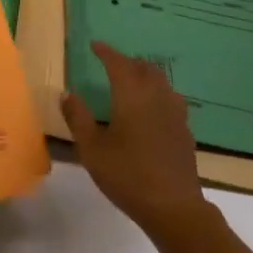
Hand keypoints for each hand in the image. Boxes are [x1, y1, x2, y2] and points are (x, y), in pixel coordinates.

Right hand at [62, 41, 216, 238]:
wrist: (174, 207)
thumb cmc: (127, 175)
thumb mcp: (92, 149)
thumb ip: (78, 118)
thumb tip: (67, 93)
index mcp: (132, 95)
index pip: (118, 63)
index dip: (106, 52)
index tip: (95, 45)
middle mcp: (156, 96)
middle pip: (144, 68)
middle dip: (128, 62)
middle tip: (112, 65)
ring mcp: (175, 113)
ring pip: (161, 82)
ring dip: (146, 75)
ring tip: (133, 83)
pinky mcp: (185, 131)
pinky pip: (171, 100)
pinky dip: (158, 95)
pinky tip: (153, 111)